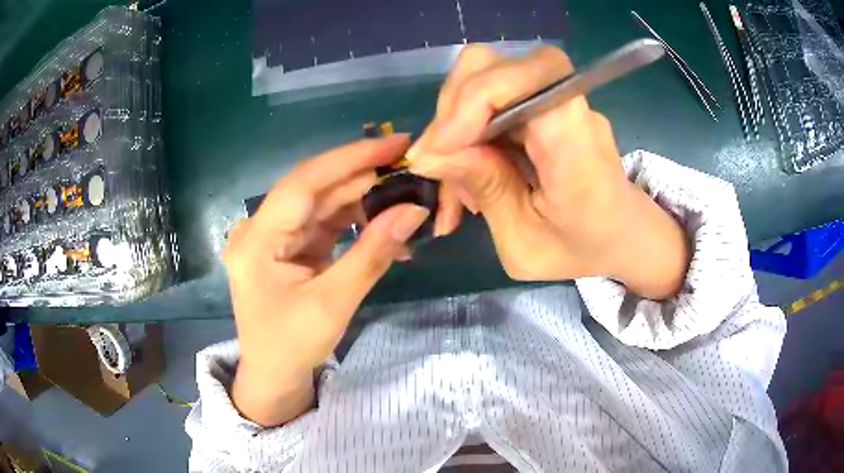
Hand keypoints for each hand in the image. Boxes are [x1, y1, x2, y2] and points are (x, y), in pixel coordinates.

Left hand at [224, 135, 429, 426]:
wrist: (274, 375)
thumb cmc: (293, 346)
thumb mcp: (334, 303)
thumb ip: (373, 253)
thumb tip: (415, 210)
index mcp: (257, 240)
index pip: (304, 182)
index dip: (351, 159)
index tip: (395, 143)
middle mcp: (260, 228)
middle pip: (316, 189)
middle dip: (364, 176)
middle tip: (410, 165)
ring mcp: (274, 236)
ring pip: (323, 203)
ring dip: (364, 198)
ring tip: (407, 193)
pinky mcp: (289, 246)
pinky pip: (325, 223)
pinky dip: (355, 222)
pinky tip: (386, 224)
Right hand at [408, 45, 687, 298]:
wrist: (621, 235)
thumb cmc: (583, 248)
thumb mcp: (527, 244)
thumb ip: (487, 191)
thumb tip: (429, 155)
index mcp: (575, 142)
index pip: (528, 76)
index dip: (476, 97)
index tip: (443, 148)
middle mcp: (567, 106)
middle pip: (492, 66)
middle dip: (452, 111)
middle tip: (438, 163)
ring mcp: (553, 100)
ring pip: (482, 79)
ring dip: (454, 124)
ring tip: (452, 178)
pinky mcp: (539, 105)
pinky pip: (489, 100)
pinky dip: (466, 130)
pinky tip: (466, 172)